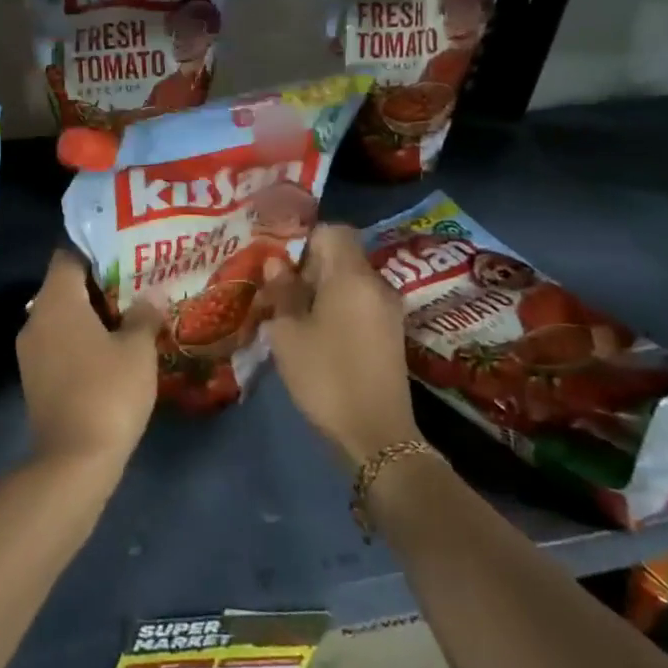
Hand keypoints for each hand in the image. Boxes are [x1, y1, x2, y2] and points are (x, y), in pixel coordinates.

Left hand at [18, 251, 162, 477]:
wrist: (74, 460)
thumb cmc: (109, 391)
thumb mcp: (138, 349)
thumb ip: (143, 316)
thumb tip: (147, 299)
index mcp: (57, 301)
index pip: (68, 255)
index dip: (96, 251)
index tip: (125, 256)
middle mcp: (35, 318)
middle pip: (64, 286)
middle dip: (98, 285)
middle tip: (135, 286)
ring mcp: (30, 351)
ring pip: (61, 317)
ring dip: (90, 316)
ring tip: (128, 318)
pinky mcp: (33, 378)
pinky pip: (57, 343)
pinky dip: (80, 340)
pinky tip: (110, 352)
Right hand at [262, 224, 419, 468]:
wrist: (377, 436)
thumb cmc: (326, 376)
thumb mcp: (289, 333)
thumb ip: (283, 291)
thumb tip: (277, 263)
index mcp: (352, 276)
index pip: (333, 231)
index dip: (304, 238)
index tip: (279, 260)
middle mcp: (376, 284)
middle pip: (342, 255)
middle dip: (309, 265)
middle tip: (277, 287)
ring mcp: (388, 310)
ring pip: (350, 280)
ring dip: (321, 287)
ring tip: (290, 310)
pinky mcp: (390, 333)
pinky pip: (360, 302)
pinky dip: (337, 305)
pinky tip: (314, 330)